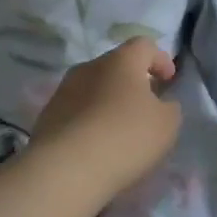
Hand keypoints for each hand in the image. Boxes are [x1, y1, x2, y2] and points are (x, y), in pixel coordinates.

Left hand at [31, 38, 181, 205]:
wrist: (65, 171)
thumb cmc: (125, 137)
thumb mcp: (166, 124)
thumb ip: (169, 108)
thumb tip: (160, 104)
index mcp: (121, 60)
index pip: (144, 45)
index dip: (160, 59)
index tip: (169, 81)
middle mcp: (90, 66)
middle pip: (117, 66)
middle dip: (133, 83)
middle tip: (145, 107)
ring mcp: (64, 90)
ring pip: (94, 89)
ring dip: (108, 103)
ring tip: (119, 131)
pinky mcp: (47, 117)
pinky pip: (76, 112)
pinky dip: (89, 122)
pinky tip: (96, 147)